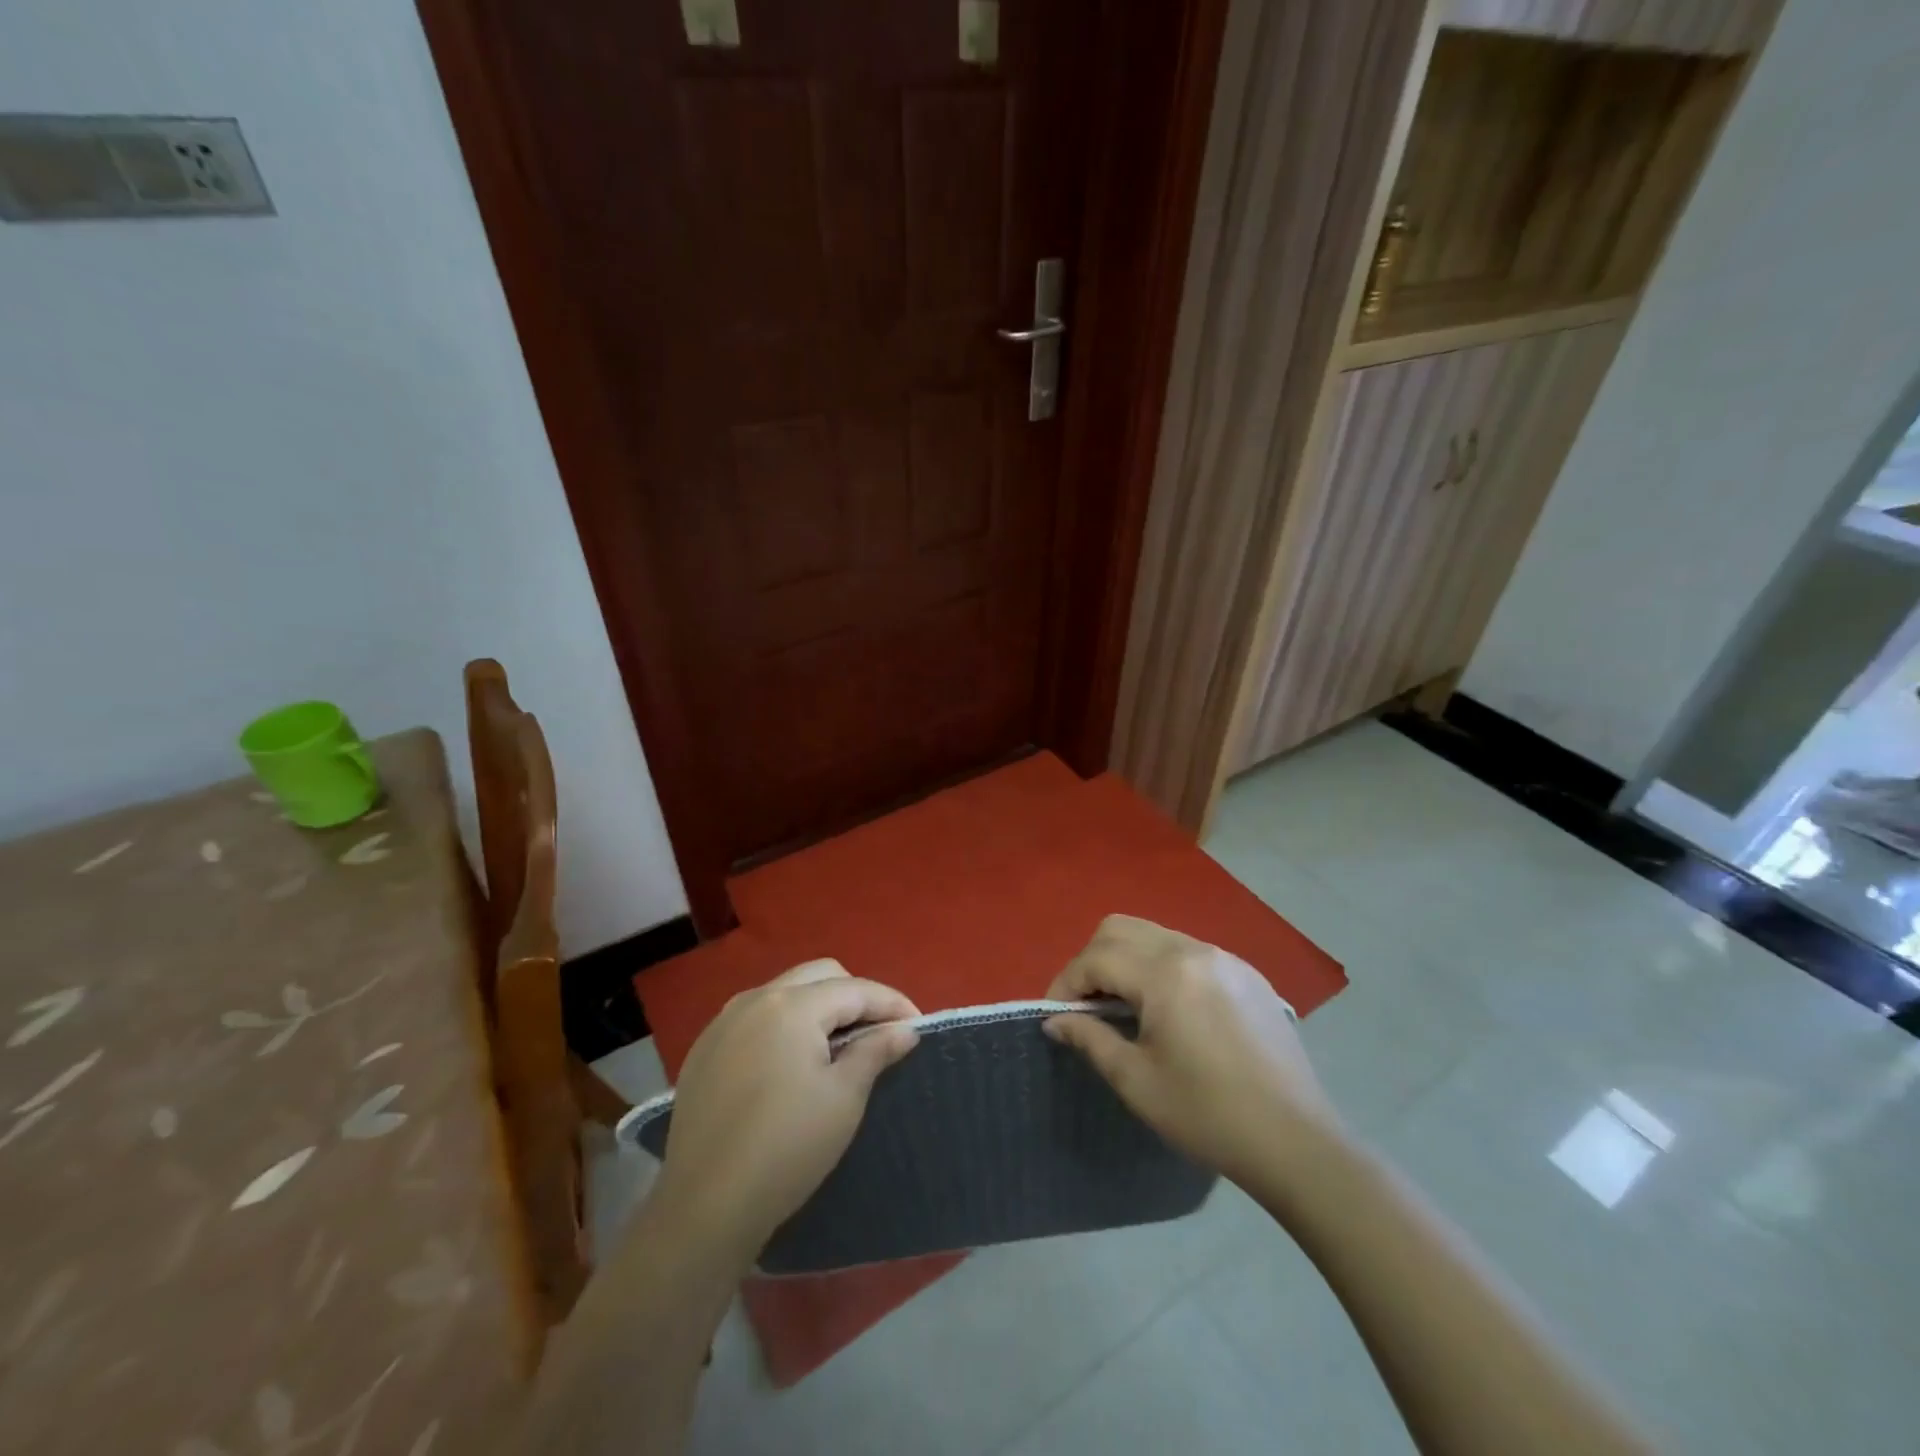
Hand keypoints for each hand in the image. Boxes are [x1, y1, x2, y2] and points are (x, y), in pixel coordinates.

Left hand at [650, 960, 919, 1254]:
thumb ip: (876, 1051)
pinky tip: (790, 1064)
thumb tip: (904, 1028)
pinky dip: (783, 1026)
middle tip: (877, 1033)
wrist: (704, 1207)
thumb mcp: (844, 1098)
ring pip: (785, 992)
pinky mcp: (704, 1051)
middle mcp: (754, 999)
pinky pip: (755, 1018)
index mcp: (791, 1005)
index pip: (855, 989)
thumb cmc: (787, 1147)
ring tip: (838, 1046)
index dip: (892, 1003)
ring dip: (817, 1007)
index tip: (917, 1026)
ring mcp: (723, 1023)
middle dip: (854, 996)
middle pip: (819, 977)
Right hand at [1043, 914, 1337, 1192]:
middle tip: (1087, 1005)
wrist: (1297, 1142)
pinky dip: (1162, 967)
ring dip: (1127, 960)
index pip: (1096, 958)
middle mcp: (1194, 950)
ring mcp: (1225, 958)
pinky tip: (1170, 1011)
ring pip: (1155, 935)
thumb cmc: (1208, 1115)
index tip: (1055, 1015)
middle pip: (1121, 929)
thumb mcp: (1136, 1080)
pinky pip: (1189, 951)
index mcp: (1165, 974)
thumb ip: (1089, 1038)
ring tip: (1124, 1007)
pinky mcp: (1248, 974)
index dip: (1066, 983)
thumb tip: (1055, 1020)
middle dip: (1093, 961)